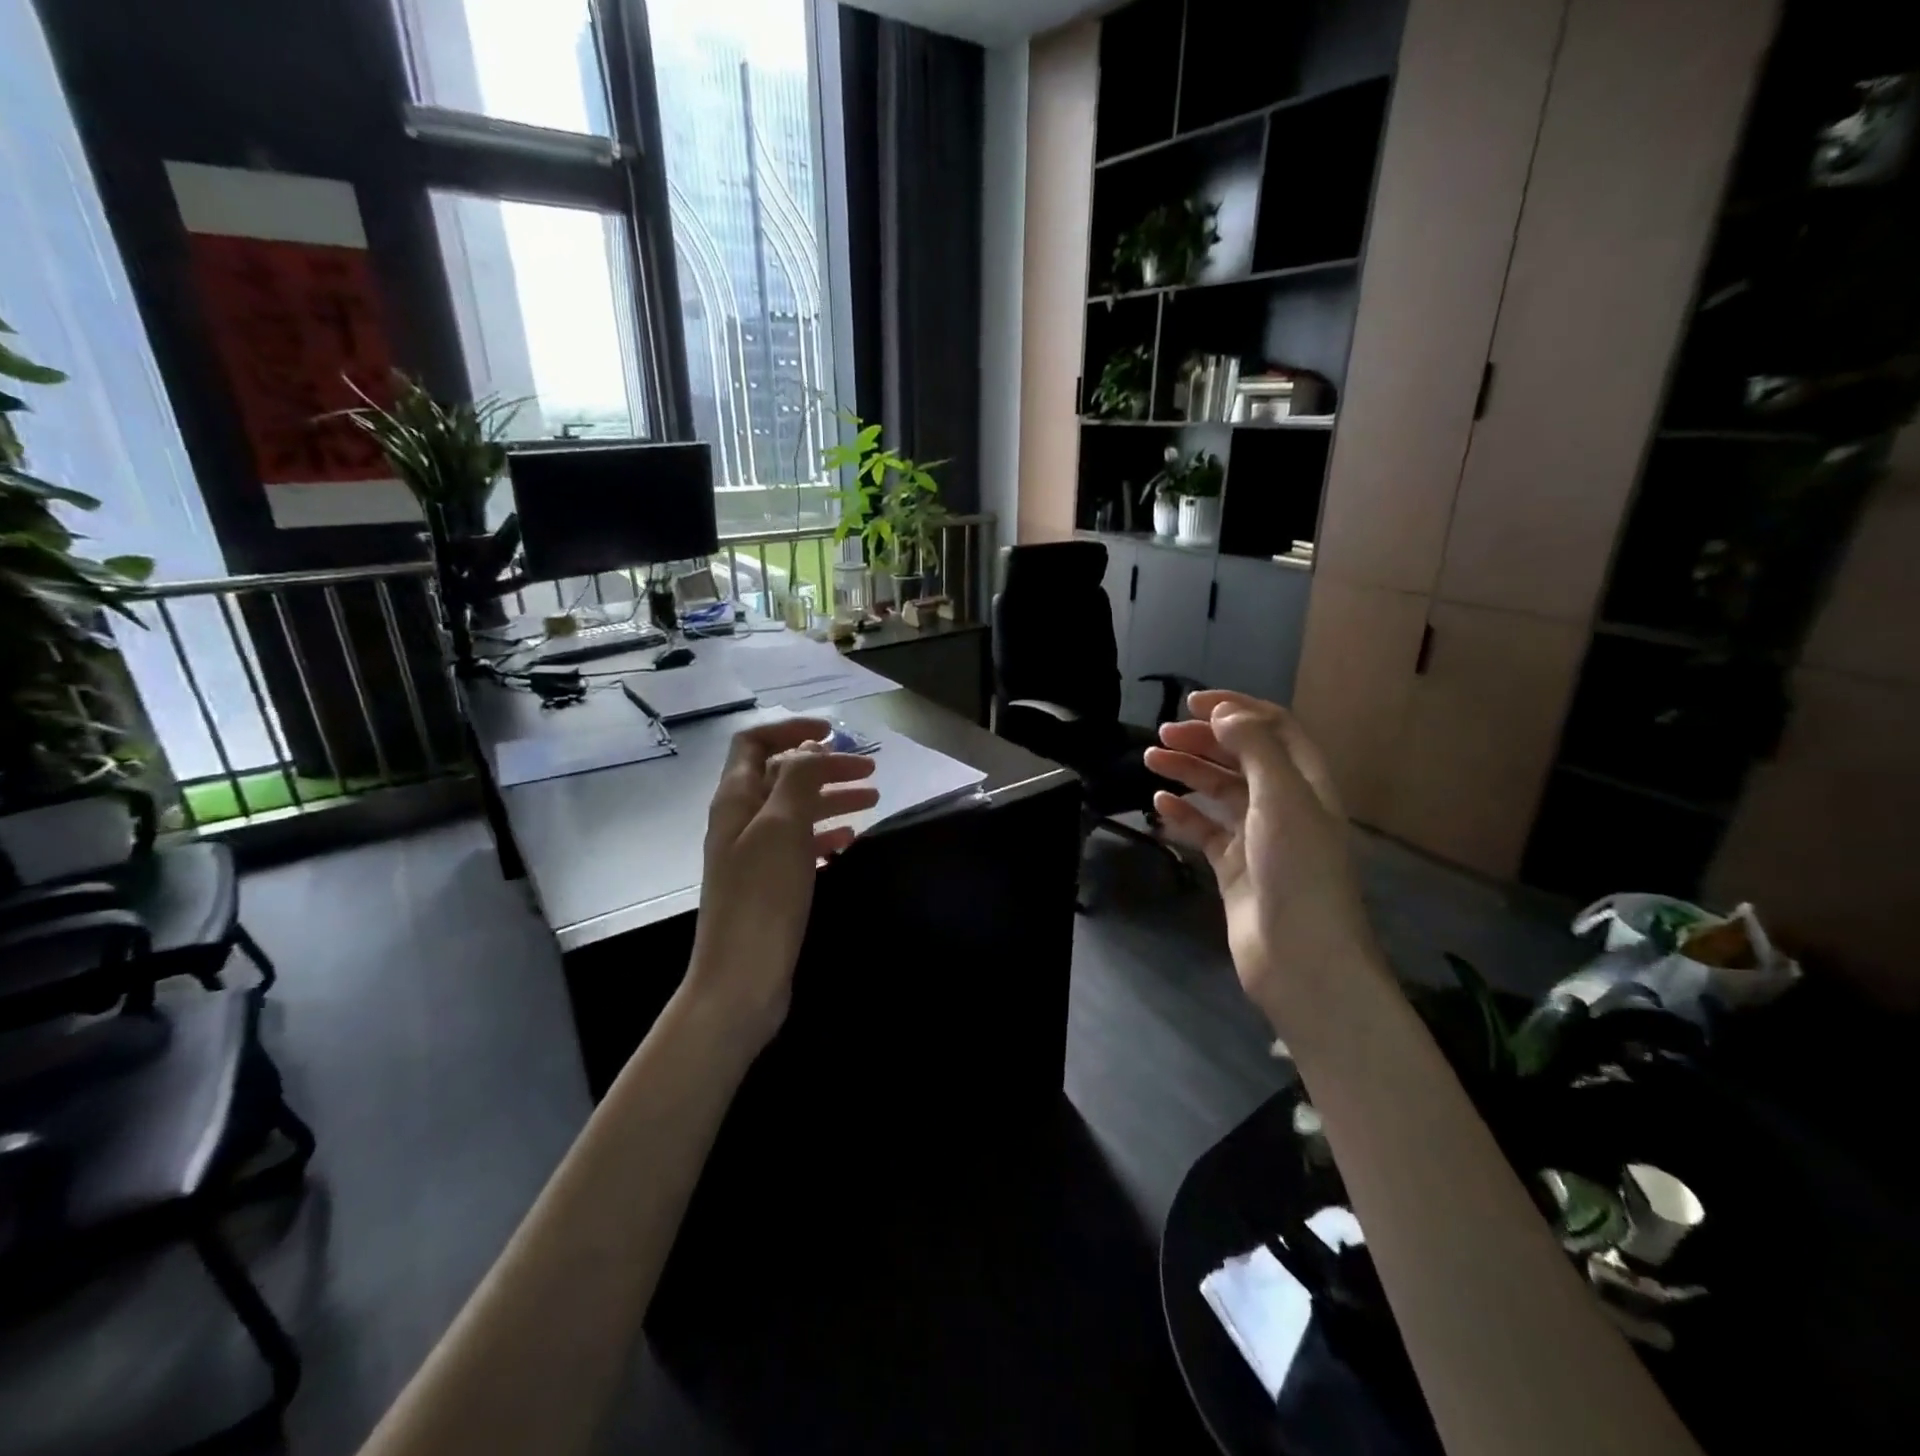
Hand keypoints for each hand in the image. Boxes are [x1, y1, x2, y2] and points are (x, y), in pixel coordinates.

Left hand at [686, 718, 878, 1044]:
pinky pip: (801, 845)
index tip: (834, 734)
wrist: (741, 978)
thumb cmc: (762, 897)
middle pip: (783, 775)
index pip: (755, 743)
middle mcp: (742, 820)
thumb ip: (797, 779)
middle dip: (825, 766)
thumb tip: (811, 749)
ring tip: (874, 799)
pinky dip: (826, 834)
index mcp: (736, 799)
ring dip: (832, 797)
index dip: (791, 730)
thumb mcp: (782, 827)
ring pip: (797, 810)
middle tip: (870, 771)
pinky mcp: (770, 884)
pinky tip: (850, 840)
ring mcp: (755, 854)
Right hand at [1144, 691, 1381, 1027]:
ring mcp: (1258, 838)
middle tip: (1162, 735)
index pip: (1273, 729)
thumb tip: (1225, 713)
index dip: (1237, 709)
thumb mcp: (1282, 797)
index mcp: (1305, 782)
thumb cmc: (1297, 871)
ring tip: (1150, 759)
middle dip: (1204, 739)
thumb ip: (1255, 748)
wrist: (1299, 957)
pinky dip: (1183, 814)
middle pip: (1241, 757)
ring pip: (1219, 792)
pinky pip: (1206, 830)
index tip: (1193, 703)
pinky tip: (1160, 804)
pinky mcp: (1235, 868)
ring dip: (1188, 771)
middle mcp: (1283, 804)